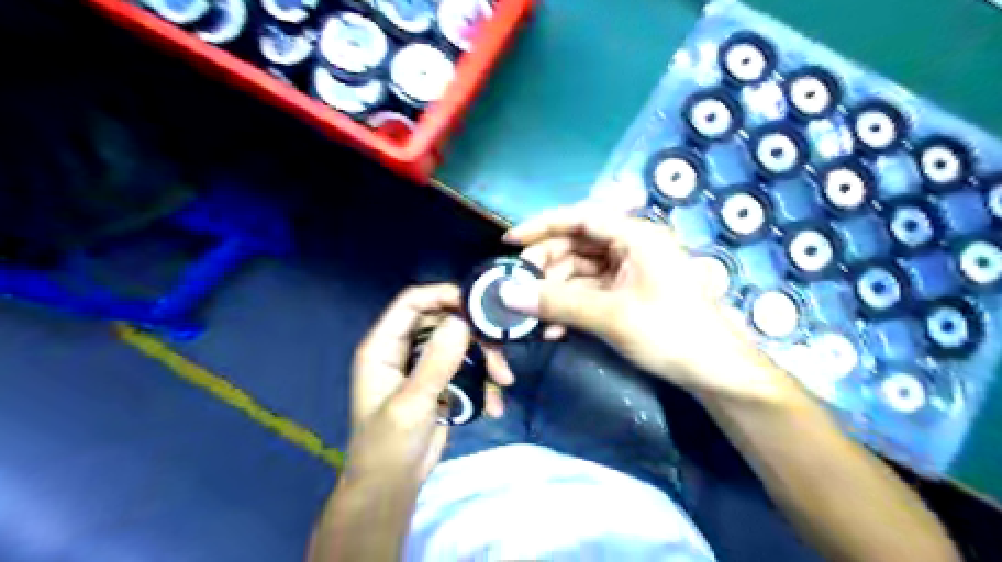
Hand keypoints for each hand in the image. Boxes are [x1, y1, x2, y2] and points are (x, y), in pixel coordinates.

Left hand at [349, 284, 511, 485]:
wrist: (392, 487)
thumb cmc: (388, 446)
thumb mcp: (411, 404)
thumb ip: (436, 362)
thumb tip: (462, 321)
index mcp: (383, 346)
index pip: (412, 303)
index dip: (442, 296)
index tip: (477, 304)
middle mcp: (403, 349)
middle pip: (444, 321)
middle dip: (474, 336)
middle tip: (500, 355)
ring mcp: (424, 366)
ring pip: (461, 344)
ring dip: (485, 360)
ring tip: (504, 382)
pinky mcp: (442, 382)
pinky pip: (467, 368)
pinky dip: (484, 382)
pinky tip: (494, 406)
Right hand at [501, 204, 781, 399]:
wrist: (714, 372)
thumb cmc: (670, 333)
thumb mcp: (610, 315)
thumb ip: (557, 302)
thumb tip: (506, 294)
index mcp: (635, 235)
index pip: (580, 217)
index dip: (542, 225)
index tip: (510, 242)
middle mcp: (631, 246)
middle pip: (576, 244)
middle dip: (545, 266)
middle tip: (518, 288)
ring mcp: (629, 271)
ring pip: (579, 271)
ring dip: (555, 292)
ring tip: (533, 316)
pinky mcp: (627, 294)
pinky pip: (589, 292)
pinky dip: (570, 306)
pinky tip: (554, 328)